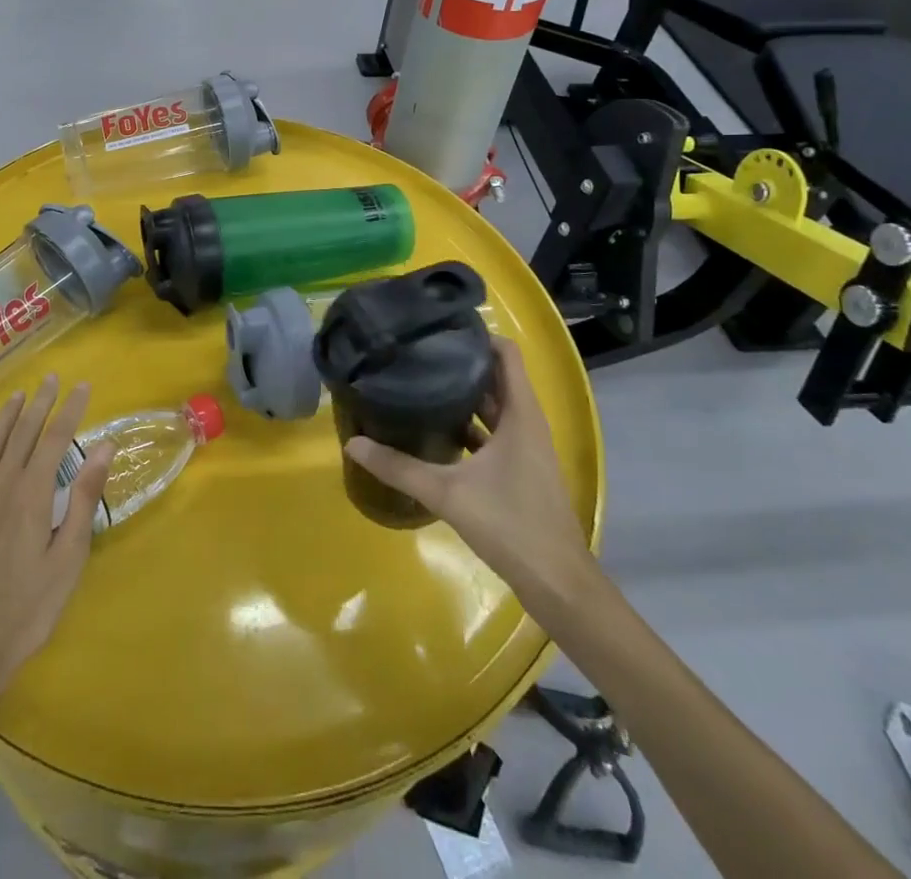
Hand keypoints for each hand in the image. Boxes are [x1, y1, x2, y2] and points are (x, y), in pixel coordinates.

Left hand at [0, 376, 115, 703]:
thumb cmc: (29, 607)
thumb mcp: (69, 556)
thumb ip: (84, 498)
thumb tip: (103, 447)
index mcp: (34, 493)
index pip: (56, 438)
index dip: (70, 410)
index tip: (82, 387)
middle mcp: (1, 484)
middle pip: (23, 433)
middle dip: (40, 403)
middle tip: (51, 379)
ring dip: (6, 416)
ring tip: (19, 395)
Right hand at [344, 338, 592, 602]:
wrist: (557, 583)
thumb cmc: (510, 524)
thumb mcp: (447, 493)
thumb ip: (398, 467)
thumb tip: (352, 443)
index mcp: (520, 414)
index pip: (506, 353)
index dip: (477, 335)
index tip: (440, 327)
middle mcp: (527, 423)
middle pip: (496, 377)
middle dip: (461, 362)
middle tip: (418, 352)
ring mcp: (527, 448)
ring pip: (495, 407)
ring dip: (464, 395)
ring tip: (421, 382)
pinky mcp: (521, 470)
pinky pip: (494, 433)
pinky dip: (470, 425)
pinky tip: (436, 431)